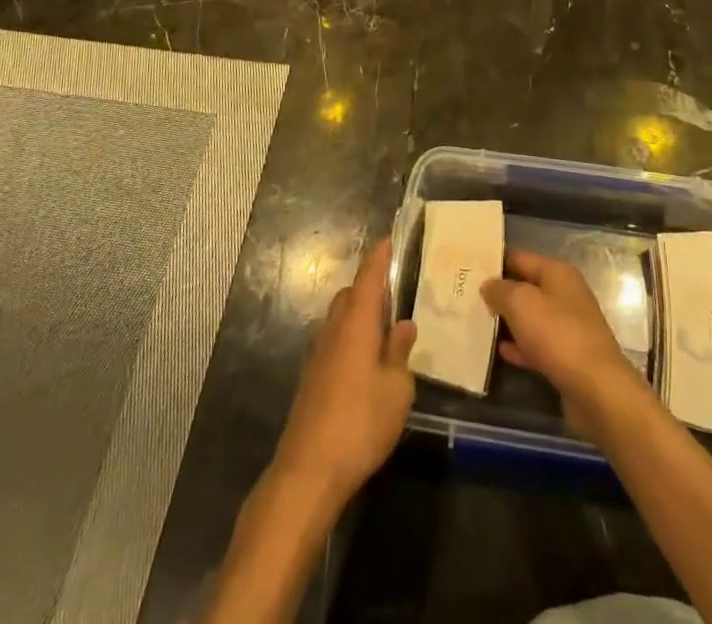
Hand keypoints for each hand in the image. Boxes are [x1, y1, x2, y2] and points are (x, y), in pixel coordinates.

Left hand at [270, 238, 416, 512]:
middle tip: (395, 291)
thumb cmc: (360, 423)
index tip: (389, 240)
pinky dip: (350, 338)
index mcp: (357, 323)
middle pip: (350, 294)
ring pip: (339, 318)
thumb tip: (403, 326)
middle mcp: (334, 330)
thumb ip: (400, 353)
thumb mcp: (397, 389)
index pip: (368, 277)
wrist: (308, 472)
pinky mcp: (311, 379)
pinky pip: (334, 341)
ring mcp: (318, 355)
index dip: (379, 257)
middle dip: (369, 287)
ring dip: (359, 314)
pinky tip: (366, 362)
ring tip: (384, 327)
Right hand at [480, 249, 644, 437]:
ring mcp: (568, 327)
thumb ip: (501, 290)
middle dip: (500, 292)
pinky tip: (499, 351)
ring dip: (508, 320)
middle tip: (466, 295)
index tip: (468, 266)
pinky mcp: (567, 357)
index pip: (520, 257)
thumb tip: (488, 285)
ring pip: (531, 317)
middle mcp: (565, 295)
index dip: (495, 260)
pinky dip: (519, 346)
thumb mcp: (521, 303)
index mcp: (558, 273)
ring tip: (476, 322)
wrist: (597, 390)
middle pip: (526, 287)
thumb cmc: (558, 335)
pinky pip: (537, 345)